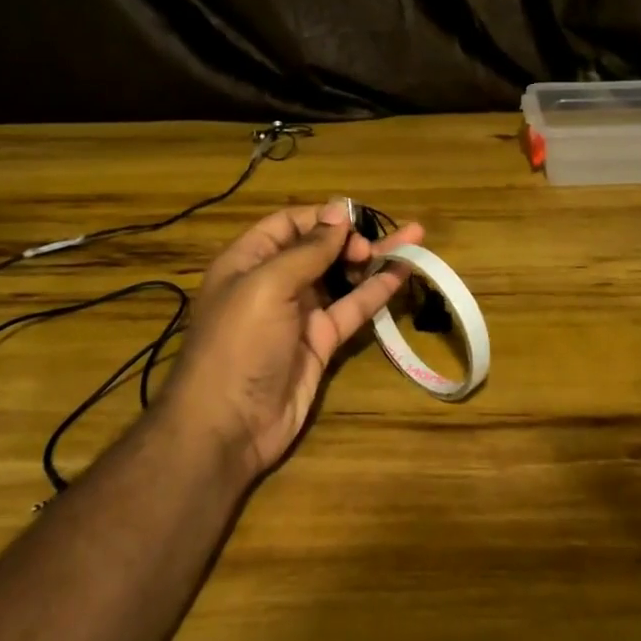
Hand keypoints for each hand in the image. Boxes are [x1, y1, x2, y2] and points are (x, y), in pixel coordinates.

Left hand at [158, 200, 422, 481]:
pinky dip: (377, 290)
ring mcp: (300, 314)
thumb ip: (308, 250)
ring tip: (413, 239)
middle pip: (319, 248)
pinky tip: (403, 273)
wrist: (227, 427)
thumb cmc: (239, 344)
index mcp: (249, 260)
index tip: (354, 218)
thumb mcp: (267, 285)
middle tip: (372, 245)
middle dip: (351, 238)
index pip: (289, 223)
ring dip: (373, 259)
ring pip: (342, 276)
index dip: (322, 218)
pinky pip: (353, 308)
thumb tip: (338, 214)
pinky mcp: (321, 342)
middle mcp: (274, 282)